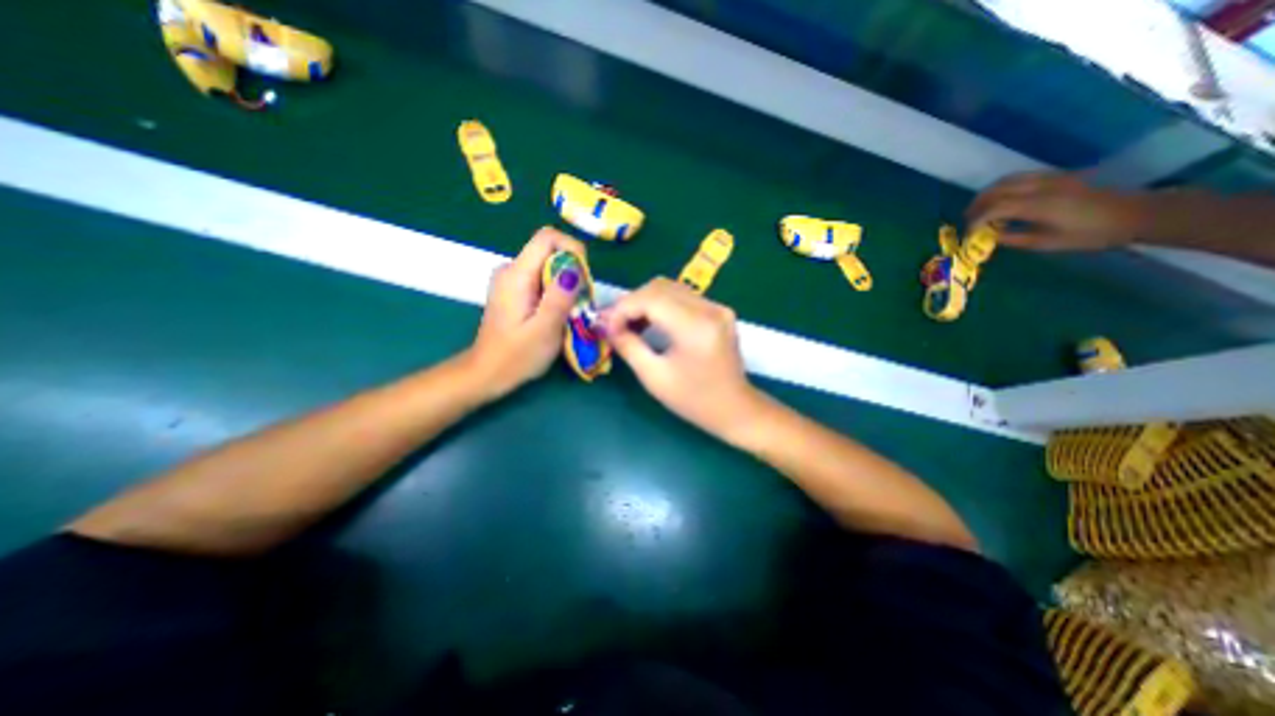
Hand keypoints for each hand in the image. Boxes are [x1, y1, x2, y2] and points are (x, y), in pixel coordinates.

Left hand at [467, 226, 582, 398]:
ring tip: (572, 311)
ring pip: (548, 266)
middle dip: (572, 271)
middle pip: (550, 251)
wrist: (487, 373)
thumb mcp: (544, 330)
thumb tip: (575, 269)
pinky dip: (556, 291)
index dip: (572, 249)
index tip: (584, 277)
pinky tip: (558, 313)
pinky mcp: (514, 290)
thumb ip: (559, 298)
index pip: (547, 238)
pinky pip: (542, 278)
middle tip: (581, 302)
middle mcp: (510, 269)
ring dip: (566, 284)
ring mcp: (511, 279)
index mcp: (516, 275)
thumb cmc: (517, 356)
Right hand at [596, 277, 754, 434]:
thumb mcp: (654, 377)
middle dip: (631, 302)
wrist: (735, 409)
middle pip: (660, 287)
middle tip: (613, 324)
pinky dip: (661, 305)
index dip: (623, 308)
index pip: (651, 299)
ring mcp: (717, 307)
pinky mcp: (719, 311)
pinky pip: (683, 297)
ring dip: (644, 302)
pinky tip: (650, 322)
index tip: (606, 326)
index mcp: (695, 327)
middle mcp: (709, 309)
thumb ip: (628, 346)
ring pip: (670, 288)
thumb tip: (606, 326)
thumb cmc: (694, 400)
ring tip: (628, 324)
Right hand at [967, 170, 1147, 250]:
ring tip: (980, 210)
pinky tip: (1001, 200)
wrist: (1133, 213)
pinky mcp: (1056, 176)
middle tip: (968, 220)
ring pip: (1006, 181)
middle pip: (996, 190)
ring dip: (987, 195)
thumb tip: (989, 235)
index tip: (968, 233)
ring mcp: (1049, 178)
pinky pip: (1020, 178)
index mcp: (1038, 205)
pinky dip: (1002, 188)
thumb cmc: (1089, 234)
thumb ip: (1014, 237)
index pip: (994, 208)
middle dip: (977, 205)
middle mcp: (1040, 187)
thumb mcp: (1046, 243)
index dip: (975, 220)